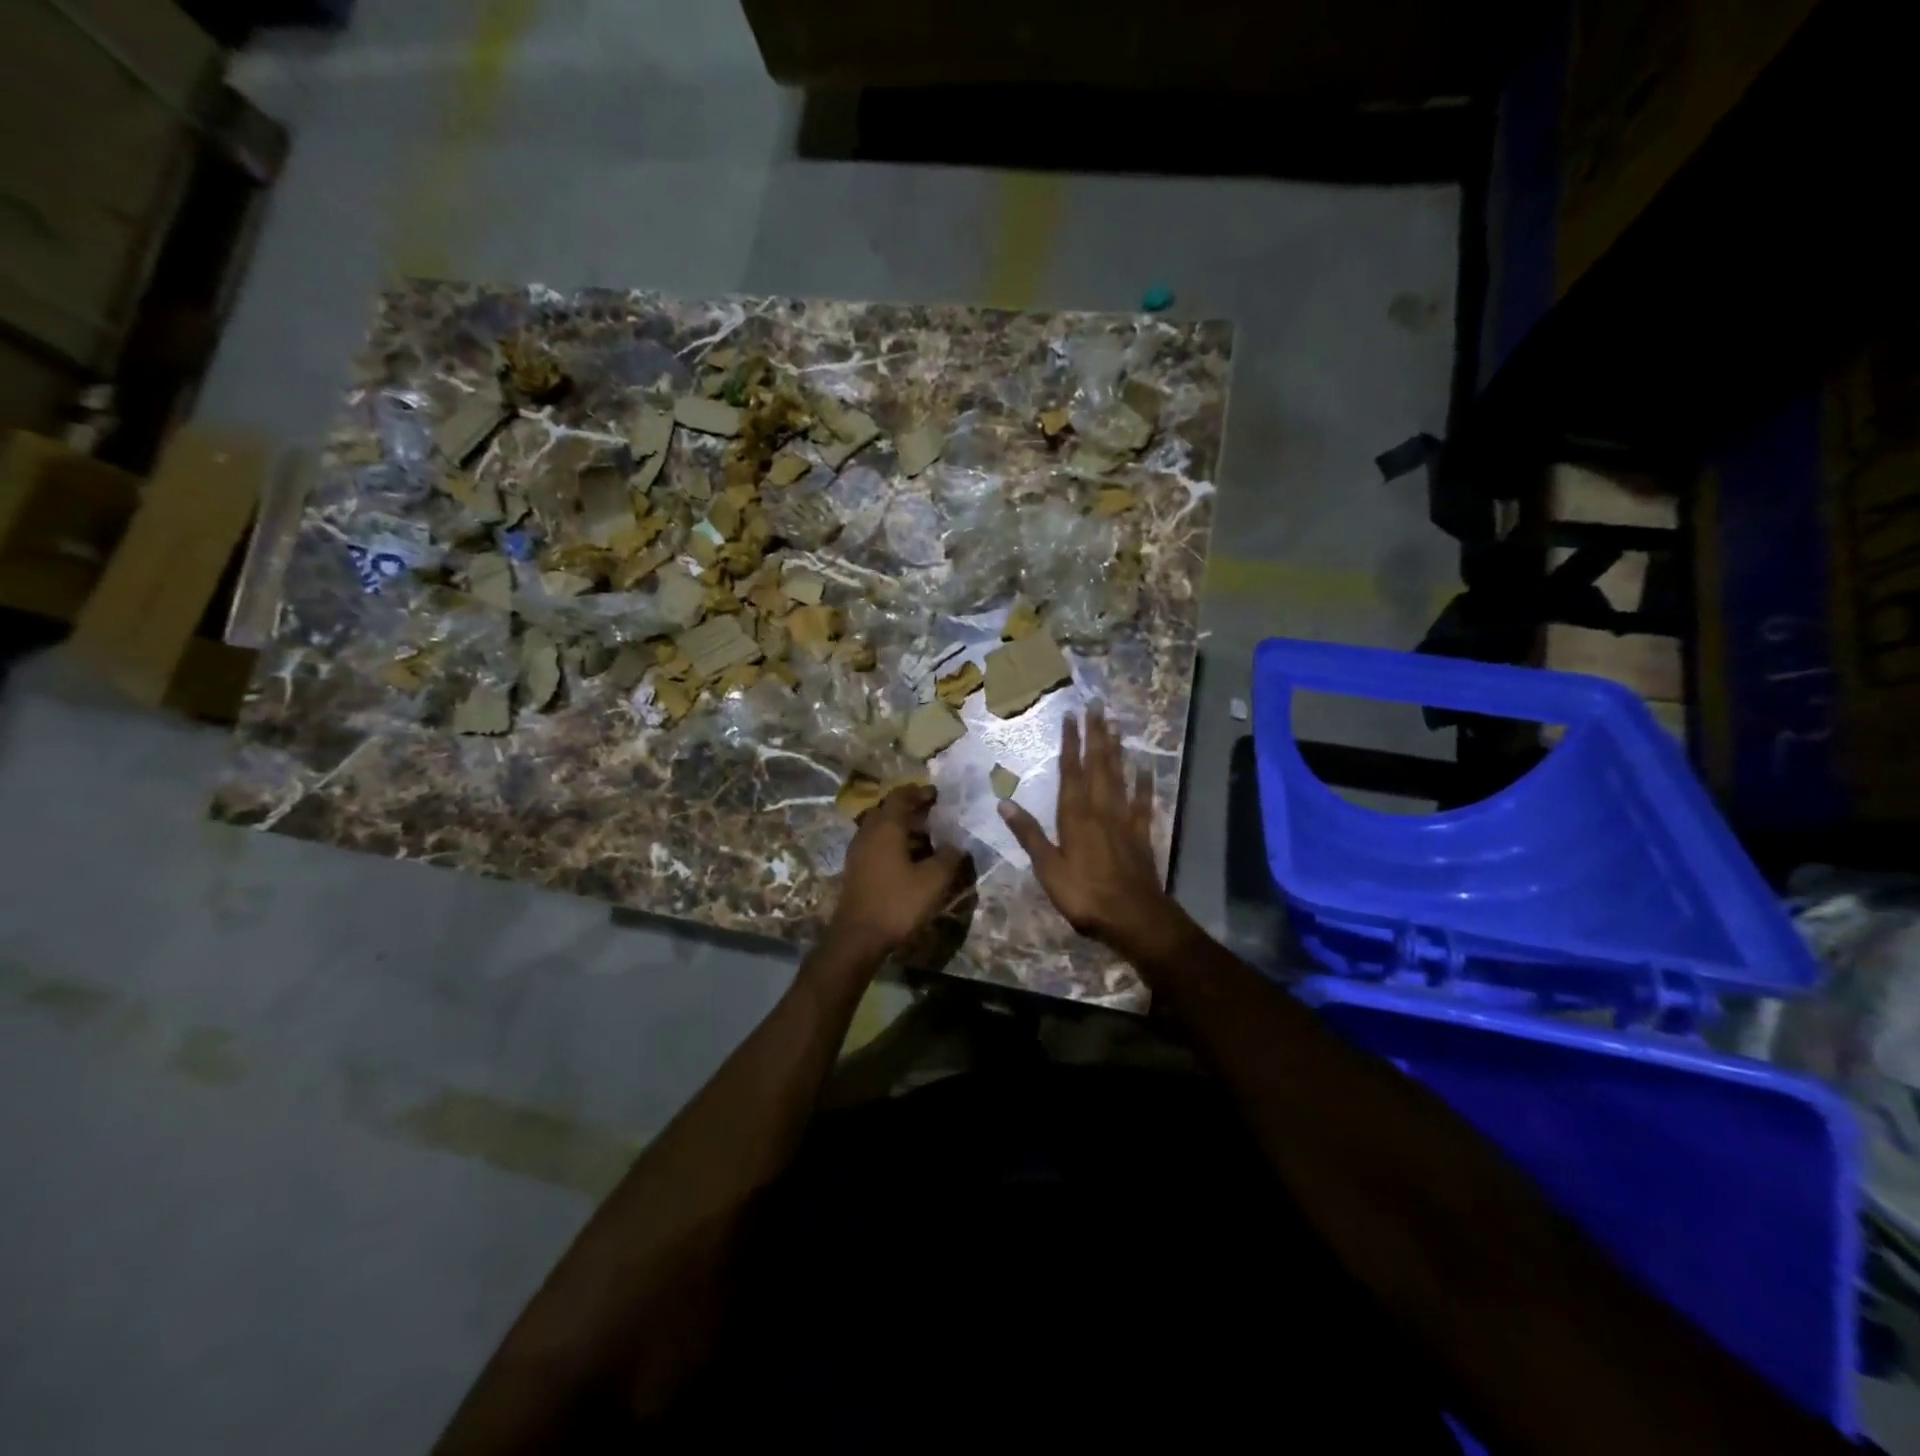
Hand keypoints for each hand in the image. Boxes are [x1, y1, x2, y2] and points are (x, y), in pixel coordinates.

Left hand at [825, 787, 966, 963]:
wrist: (858, 937)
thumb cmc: (897, 903)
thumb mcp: (933, 880)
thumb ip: (948, 857)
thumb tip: (957, 845)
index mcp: (886, 827)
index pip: (900, 796)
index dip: (919, 792)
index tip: (937, 795)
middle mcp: (868, 832)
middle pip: (887, 809)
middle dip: (910, 808)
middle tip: (932, 815)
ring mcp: (858, 850)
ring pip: (879, 827)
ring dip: (900, 826)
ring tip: (924, 837)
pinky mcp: (855, 868)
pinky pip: (875, 843)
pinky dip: (891, 842)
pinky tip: (908, 858)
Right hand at [999, 704, 1179, 954]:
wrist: (1133, 917)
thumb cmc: (1084, 894)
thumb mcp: (1048, 868)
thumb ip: (1028, 834)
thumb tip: (1004, 803)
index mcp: (1075, 815)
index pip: (1072, 771)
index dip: (1071, 742)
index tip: (1071, 716)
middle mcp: (1101, 809)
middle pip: (1099, 765)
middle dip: (1097, 734)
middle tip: (1098, 705)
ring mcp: (1125, 819)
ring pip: (1121, 776)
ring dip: (1117, 750)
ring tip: (1116, 724)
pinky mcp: (1142, 834)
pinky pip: (1144, 802)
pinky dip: (1145, 784)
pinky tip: (1146, 768)